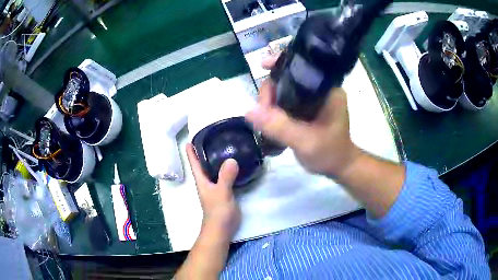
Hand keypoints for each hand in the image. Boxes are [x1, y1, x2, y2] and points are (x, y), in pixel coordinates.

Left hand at [186, 143, 240, 240]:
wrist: (222, 228)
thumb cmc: (218, 211)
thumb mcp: (222, 193)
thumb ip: (226, 177)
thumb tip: (231, 159)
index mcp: (202, 180)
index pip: (194, 163)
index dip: (191, 152)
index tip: (189, 139)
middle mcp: (206, 182)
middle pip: (202, 164)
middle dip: (203, 151)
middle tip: (210, 137)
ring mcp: (215, 187)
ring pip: (213, 169)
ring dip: (215, 159)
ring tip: (222, 146)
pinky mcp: (224, 191)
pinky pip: (223, 176)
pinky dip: (226, 168)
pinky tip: (233, 164)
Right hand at [245, 55, 360, 178]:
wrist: (338, 166)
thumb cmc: (330, 154)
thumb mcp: (306, 142)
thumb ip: (280, 127)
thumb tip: (249, 112)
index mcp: (328, 90)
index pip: (303, 67)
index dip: (282, 63)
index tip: (262, 65)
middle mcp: (320, 90)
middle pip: (289, 78)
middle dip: (271, 89)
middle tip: (262, 111)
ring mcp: (312, 99)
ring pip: (284, 90)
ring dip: (270, 100)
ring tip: (263, 118)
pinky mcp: (306, 109)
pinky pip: (285, 101)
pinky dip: (274, 107)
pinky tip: (267, 118)